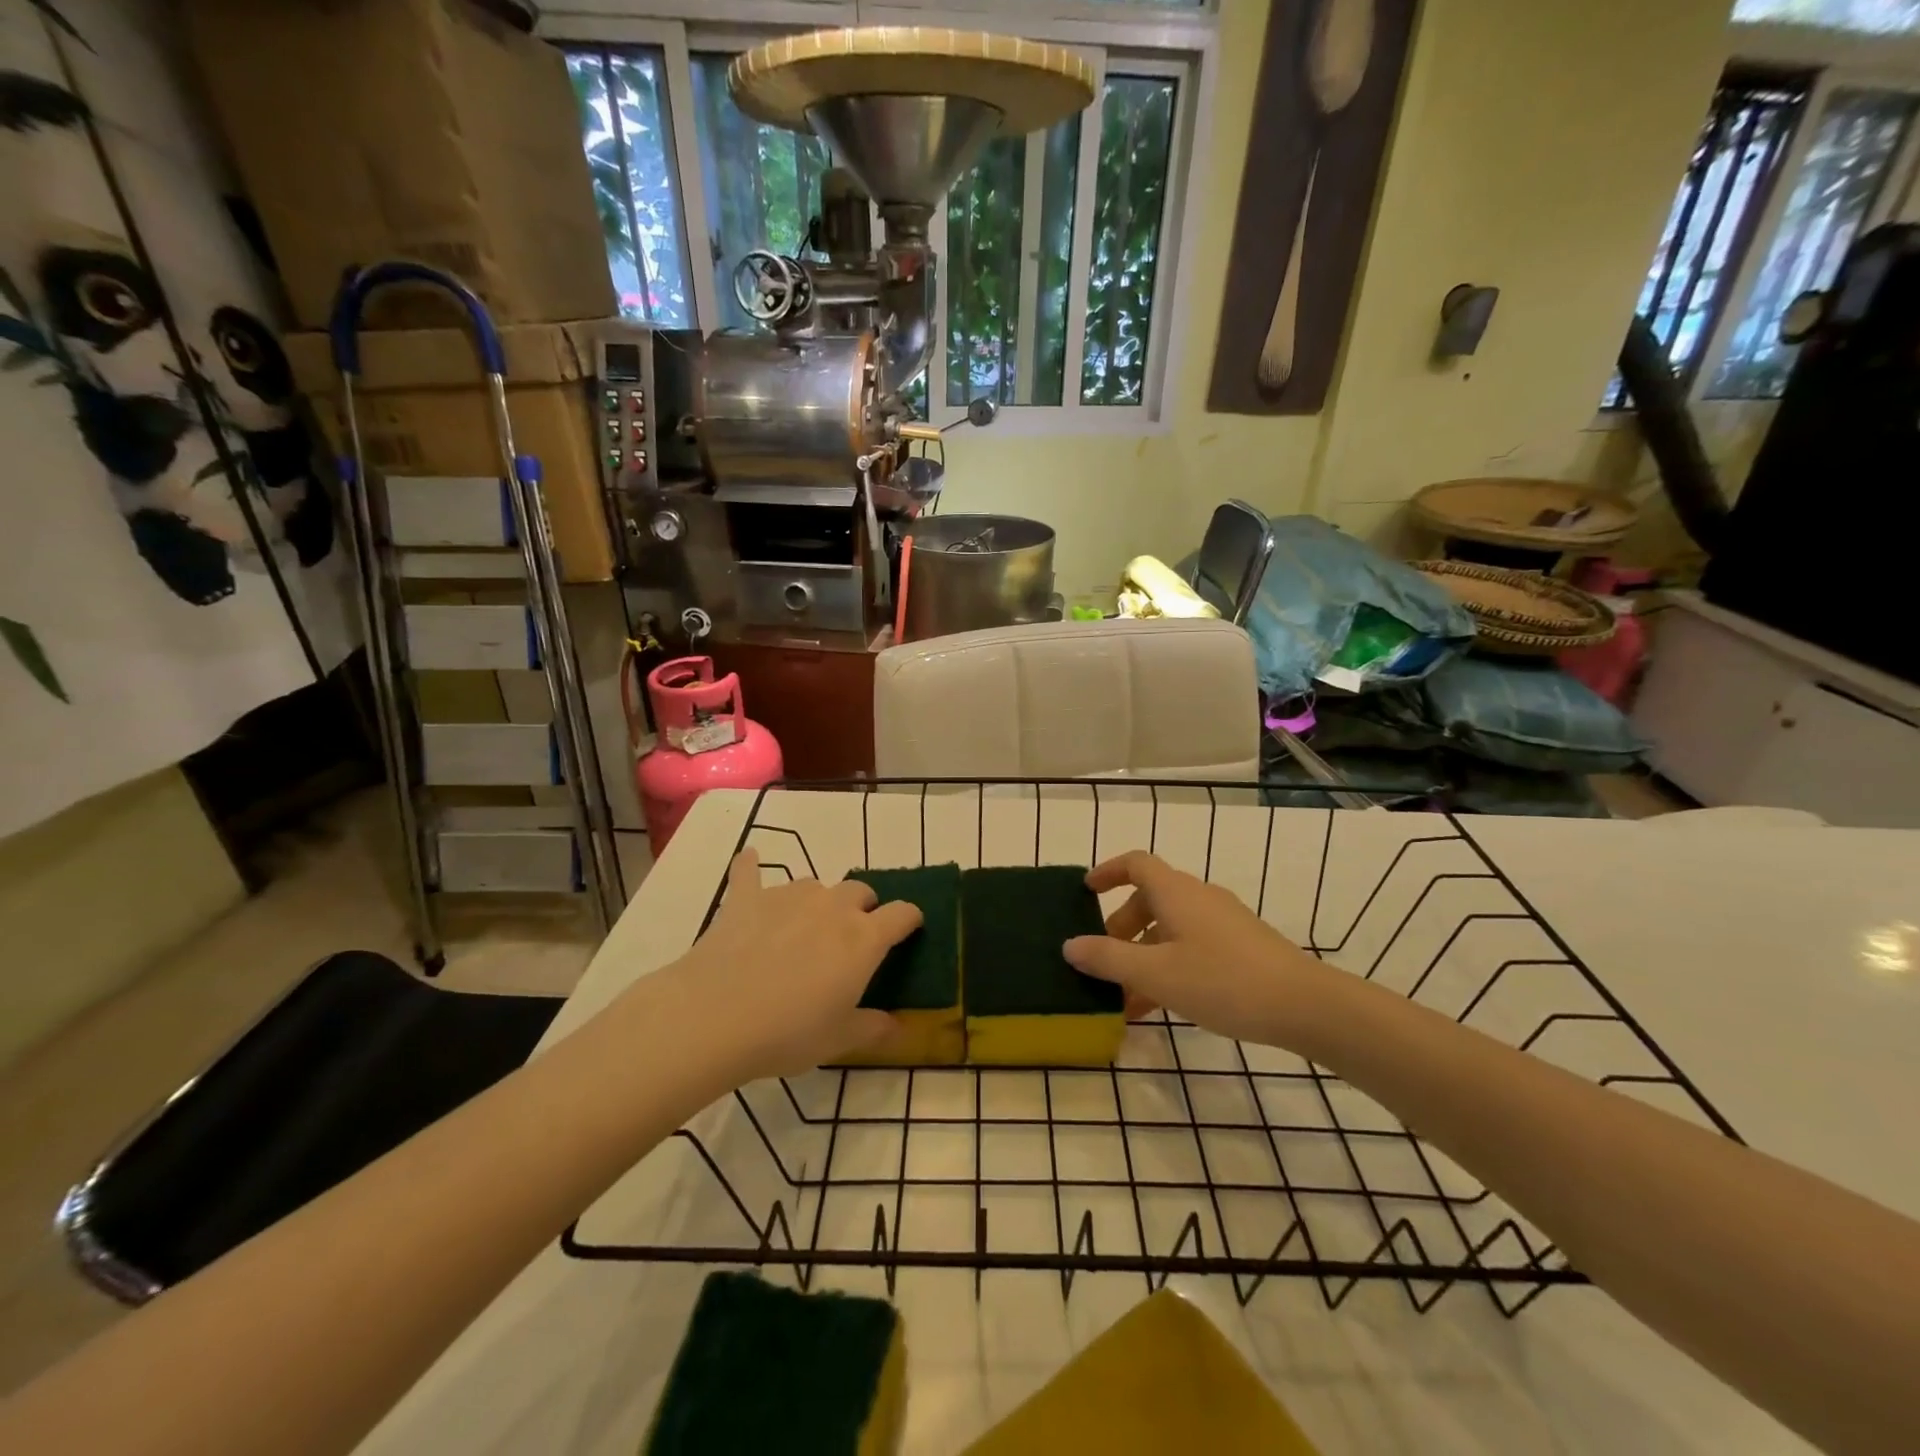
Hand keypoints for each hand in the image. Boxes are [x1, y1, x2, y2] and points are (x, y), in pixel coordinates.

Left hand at [662, 850, 923, 1080]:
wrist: (714, 1017)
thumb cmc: (787, 1032)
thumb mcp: (839, 1040)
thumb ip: (874, 1028)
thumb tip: (900, 1026)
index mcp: (864, 939)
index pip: (902, 914)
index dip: (910, 919)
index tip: (909, 930)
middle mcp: (832, 906)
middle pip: (860, 891)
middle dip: (862, 909)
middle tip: (849, 939)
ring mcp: (788, 896)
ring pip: (814, 885)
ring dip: (817, 901)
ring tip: (803, 927)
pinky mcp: (746, 898)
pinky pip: (750, 872)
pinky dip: (751, 866)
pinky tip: (748, 858)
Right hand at [1063, 851, 1326, 1048]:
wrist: (1305, 1005)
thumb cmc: (1222, 980)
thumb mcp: (1155, 973)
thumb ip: (1108, 959)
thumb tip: (1069, 945)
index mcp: (1175, 892)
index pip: (1135, 863)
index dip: (1108, 871)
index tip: (1086, 892)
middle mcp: (1198, 898)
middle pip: (1149, 900)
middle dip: (1120, 929)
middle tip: (1103, 962)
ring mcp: (1223, 922)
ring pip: (1170, 929)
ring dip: (1143, 956)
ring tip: (1125, 998)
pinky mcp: (1241, 948)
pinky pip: (1191, 947)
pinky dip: (1168, 967)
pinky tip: (1161, 1007)